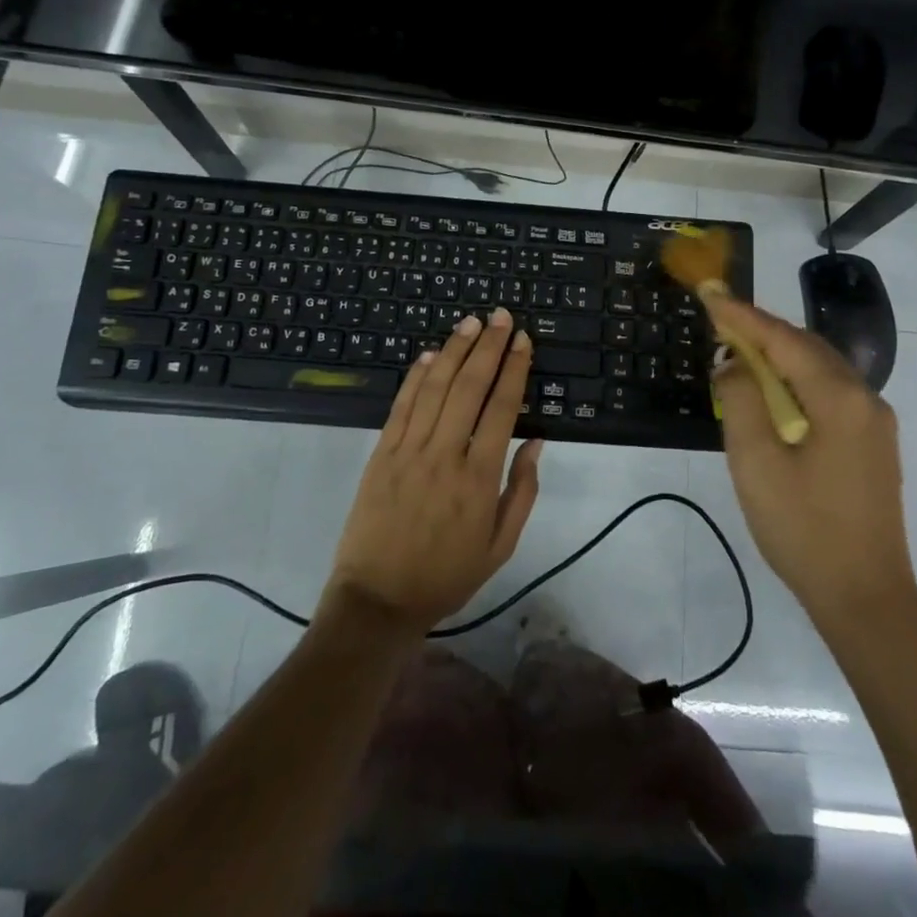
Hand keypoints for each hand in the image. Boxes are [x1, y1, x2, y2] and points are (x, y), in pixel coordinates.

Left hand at [327, 308, 542, 631]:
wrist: (378, 600)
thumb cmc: (447, 576)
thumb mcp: (500, 546)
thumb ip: (522, 492)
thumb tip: (537, 443)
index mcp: (479, 477)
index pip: (502, 408)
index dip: (514, 369)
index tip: (522, 340)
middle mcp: (445, 454)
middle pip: (469, 387)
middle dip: (487, 347)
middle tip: (500, 316)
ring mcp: (408, 451)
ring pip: (435, 388)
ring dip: (453, 351)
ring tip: (469, 323)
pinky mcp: (381, 454)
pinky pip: (401, 407)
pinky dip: (416, 378)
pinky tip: (429, 356)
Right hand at [706, 293, 916, 628]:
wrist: (865, 597)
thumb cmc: (803, 529)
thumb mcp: (756, 462)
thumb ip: (741, 400)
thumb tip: (734, 363)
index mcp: (840, 399)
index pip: (784, 340)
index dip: (743, 316)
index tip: (710, 294)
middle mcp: (866, 400)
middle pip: (807, 347)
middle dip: (762, 331)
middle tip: (719, 323)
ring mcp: (874, 423)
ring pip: (820, 369)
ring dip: (779, 356)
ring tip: (739, 353)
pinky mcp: (872, 445)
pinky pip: (829, 393)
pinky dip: (796, 382)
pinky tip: (772, 394)